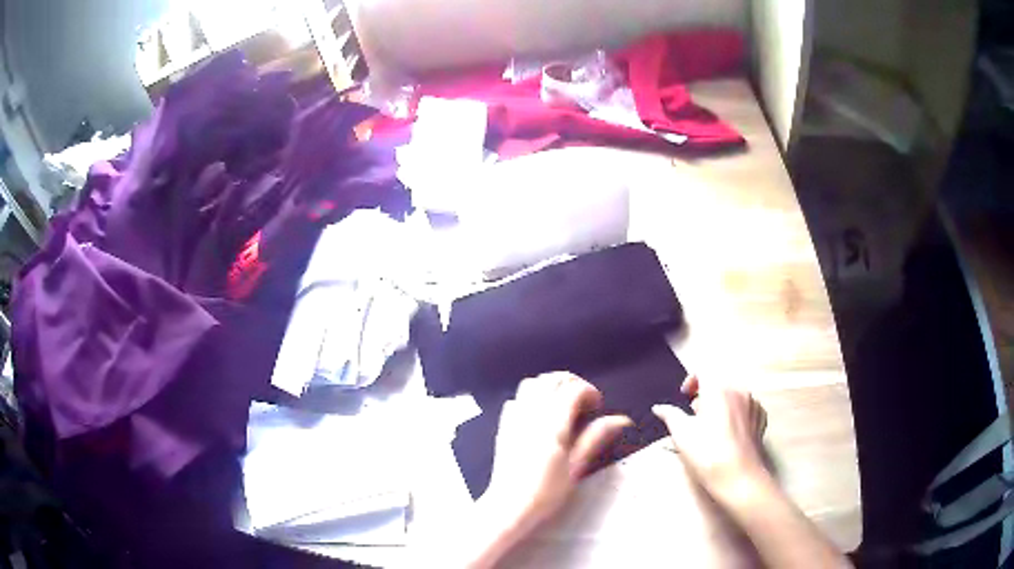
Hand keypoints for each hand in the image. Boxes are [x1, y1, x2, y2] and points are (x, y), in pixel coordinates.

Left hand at [480, 373, 631, 547]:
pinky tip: (540, 413)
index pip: (573, 389)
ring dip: (551, 385)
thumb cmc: (546, 492)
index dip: (589, 391)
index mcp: (552, 424)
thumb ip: (595, 438)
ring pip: (532, 383)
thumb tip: (620, 419)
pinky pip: (517, 398)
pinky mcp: (504, 426)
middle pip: (552, 379)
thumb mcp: (576, 467)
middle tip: (584, 401)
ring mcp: (515, 418)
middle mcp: (532, 415)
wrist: (510, 505)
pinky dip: (531, 396)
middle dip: (572, 383)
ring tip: (564, 402)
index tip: (597, 407)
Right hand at [652, 375, 768, 495]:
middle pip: (718, 384)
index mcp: (718, 390)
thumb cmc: (707, 454)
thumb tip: (659, 407)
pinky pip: (746, 407)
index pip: (703, 372)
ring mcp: (753, 404)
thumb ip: (670, 415)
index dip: (691, 381)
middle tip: (695, 418)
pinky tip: (729, 432)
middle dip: (705, 396)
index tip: (685, 398)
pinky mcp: (761, 418)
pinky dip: (735, 413)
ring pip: (733, 395)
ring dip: (721, 404)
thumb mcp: (682, 435)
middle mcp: (739, 391)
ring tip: (712, 427)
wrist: (738, 477)